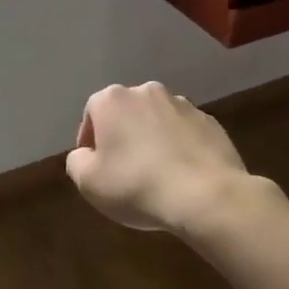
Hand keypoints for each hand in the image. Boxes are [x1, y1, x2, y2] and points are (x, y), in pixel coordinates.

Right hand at [66, 82, 252, 234]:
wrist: (206, 196)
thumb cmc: (137, 185)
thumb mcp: (88, 182)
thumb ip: (77, 161)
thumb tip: (85, 154)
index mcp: (112, 100)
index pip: (92, 114)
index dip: (90, 141)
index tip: (95, 167)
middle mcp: (147, 92)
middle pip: (127, 113)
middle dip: (123, 136)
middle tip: (124, 169)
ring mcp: (183, 105)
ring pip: (158, 121)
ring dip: (153, 139)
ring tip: (157, 173)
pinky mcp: (211, 122)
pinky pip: (186, 133)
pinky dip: (181, 147)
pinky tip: (183, 175)